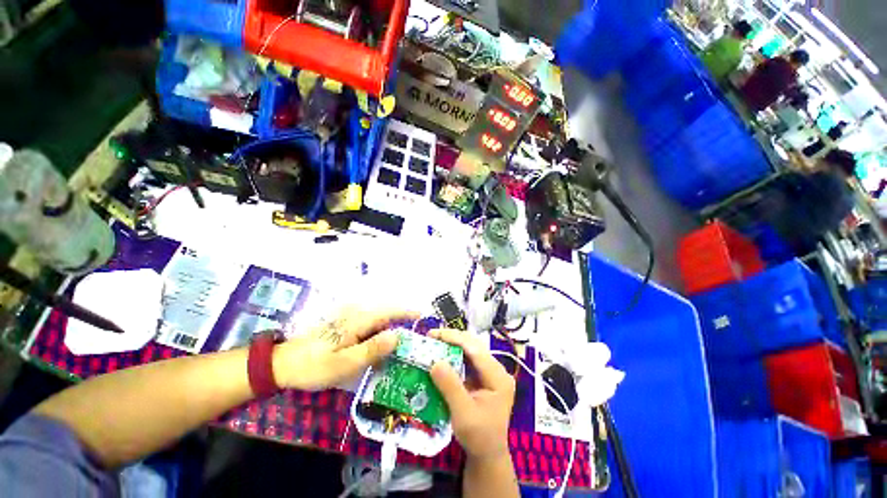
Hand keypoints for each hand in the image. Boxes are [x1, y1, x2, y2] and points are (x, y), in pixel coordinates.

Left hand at [273, 307, 418, 390]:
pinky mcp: (343, 328)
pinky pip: (367, 329)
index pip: (389, 313)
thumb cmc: (313, 365)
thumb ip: (372, 349)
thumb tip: (397, 336)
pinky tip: (378, 351)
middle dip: (401, 325)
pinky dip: (377, 337)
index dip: (406, 313)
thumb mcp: (344, 363)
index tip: (422, 316)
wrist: (281, 364)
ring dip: (389, 332)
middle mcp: (356, 316)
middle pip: (384, 317)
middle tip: (413, 340)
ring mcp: (348, 321)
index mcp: (358, 321)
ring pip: (376, 324)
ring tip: (400, 348)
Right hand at [429, 329, 515, 460]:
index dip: (455, 338)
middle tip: (432, 336)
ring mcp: (491, 373)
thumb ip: (450, 387)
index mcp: (498, 377)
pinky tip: (443, 354)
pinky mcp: (483, 377)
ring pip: (471, 350)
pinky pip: (468, 360)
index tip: (435, 334)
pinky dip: (454, 354)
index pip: (476, 350)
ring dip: (453, 344)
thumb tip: (435, 362)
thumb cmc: (478, 437)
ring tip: (435, 341)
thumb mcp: (463, 414)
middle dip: (453, 338)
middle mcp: (497, 370)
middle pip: (474, 346)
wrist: (488, 454)